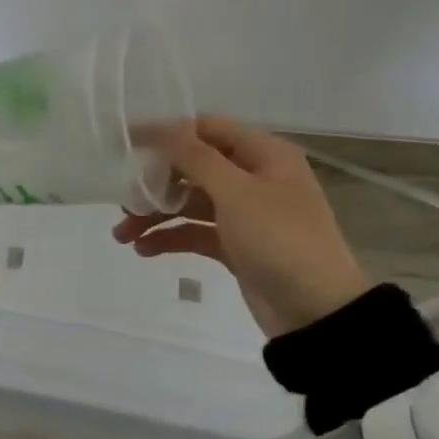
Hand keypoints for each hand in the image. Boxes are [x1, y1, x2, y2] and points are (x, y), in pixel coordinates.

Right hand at [114, 118, 369, 336]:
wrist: (317, 312)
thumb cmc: (280, 240)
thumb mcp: (236, 193)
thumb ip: (195, 158)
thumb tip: (163, 126)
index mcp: (264, 155)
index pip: (208, 129)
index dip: (167, 134)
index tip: (126, 144)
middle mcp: (255, 178)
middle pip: (194, 167)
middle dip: (156, 182)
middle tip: (123, 199)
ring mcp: (246, 214)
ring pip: (190, 203)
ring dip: (156, 214)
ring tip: (122, 235)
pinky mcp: (237, 246)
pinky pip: (196, 232)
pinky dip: (170, 238)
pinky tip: (143, 250)